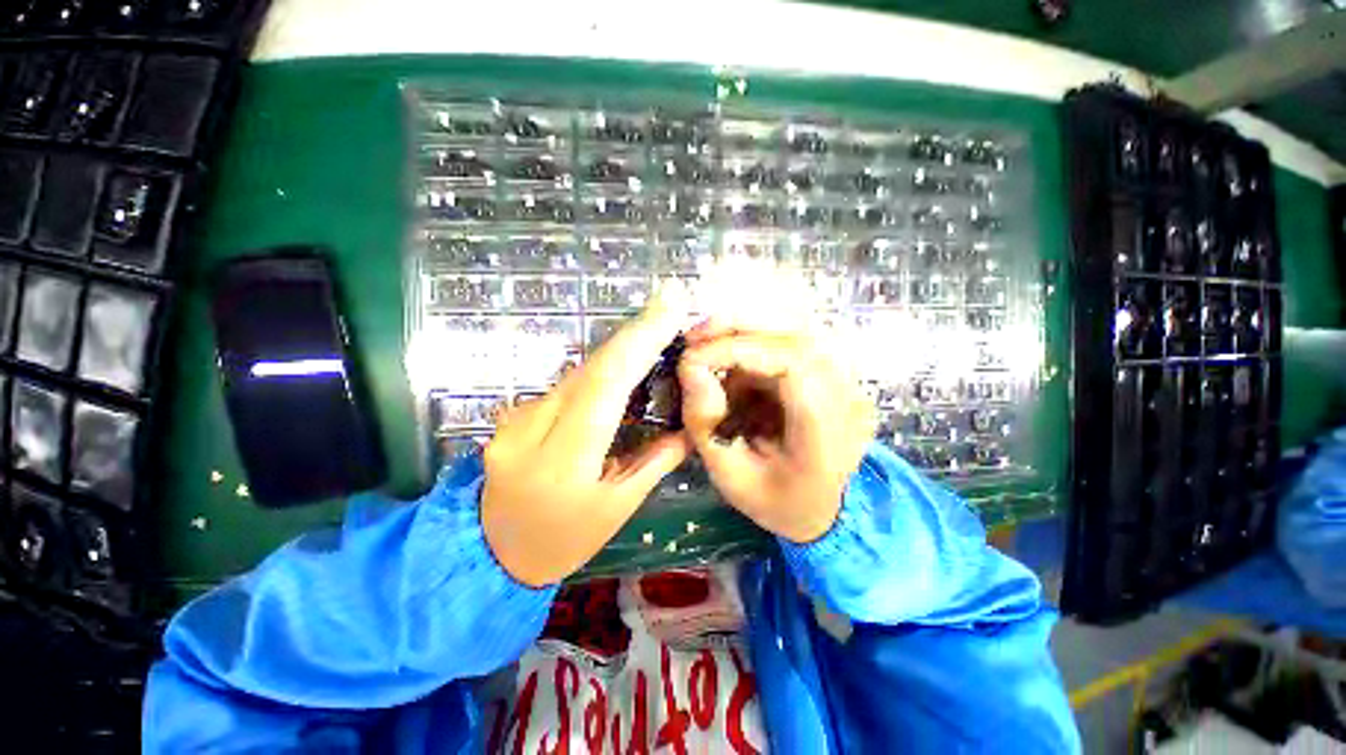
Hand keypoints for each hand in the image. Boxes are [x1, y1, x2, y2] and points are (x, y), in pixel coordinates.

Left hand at [481, 287, 693, 586]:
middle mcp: (532, 427)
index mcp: (562, 459)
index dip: (639, 343)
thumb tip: (688, 429)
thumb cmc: (561, 540)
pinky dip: (601, 367)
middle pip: (591, 367)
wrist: (487, 552)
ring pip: (580, 370)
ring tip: (656, 323)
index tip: (669, 311)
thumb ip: (654, 463)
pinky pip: (568, 383)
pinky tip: (625, 357)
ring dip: (620, 347)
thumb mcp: (616, 510)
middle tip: (669, 301)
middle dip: (634, 332)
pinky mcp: (516, 413)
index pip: (605, 385)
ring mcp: (517, 416)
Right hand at [678, 322, 874, 543]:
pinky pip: (795, 341)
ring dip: (747, 331)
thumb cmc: (775, 500)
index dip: (739, 350)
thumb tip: (690, 365)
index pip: (792, 364)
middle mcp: (849, 398)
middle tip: (695, 336)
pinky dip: (757, 343)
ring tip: (709, 345)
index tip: (694, 357)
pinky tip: (735, 364)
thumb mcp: (730, 475)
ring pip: (797, 330)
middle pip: (798, 335)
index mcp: (827, 434)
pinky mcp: (837, 374)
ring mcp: (849, 382)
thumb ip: (707, 423)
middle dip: (739, 328)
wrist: (820, 509)